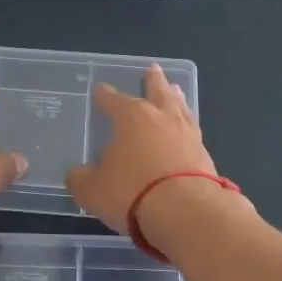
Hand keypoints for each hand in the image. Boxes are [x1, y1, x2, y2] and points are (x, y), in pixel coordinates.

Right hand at [66, 65, 223, 233]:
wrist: (187, 212)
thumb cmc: (132, 192)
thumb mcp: (92, 189)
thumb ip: (80, 178)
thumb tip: (76, 173)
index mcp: (131, 117)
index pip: (113, 100)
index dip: (104, 95)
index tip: (100, 90)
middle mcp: (161, 117)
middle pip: (157, 91)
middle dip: (152, 80)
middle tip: (153, 68)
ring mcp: (187, 134)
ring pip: (180, 107)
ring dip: (175, 97)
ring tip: (175, 90)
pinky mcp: (205, 155)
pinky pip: (192, 131)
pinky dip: (187, 126)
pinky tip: (186, 129)